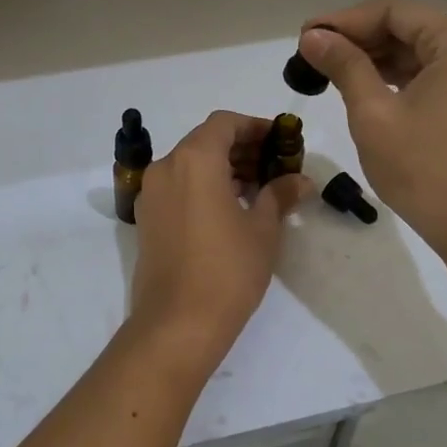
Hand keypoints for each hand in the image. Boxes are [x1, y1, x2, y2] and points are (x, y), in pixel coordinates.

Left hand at [127, 111, 308, 368]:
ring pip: (188, 164)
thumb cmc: (228, 270)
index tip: (280, 141)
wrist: (177, 323)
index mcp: (194, 159)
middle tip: (273, 165)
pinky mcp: (146, 219)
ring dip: (221, 167)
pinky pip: (176, 186)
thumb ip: (279, 195)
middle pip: (204, 141)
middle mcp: (166, 167)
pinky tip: (228, 208)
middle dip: (240, 147)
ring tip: (256, 189)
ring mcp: (151, 193)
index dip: (254, 126)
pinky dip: (201, 186)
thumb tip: (300, 180)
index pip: (224, 123)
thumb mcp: (263, 230)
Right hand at [298, 0, 446, 263]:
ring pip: (416, 50)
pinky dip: (394, 76)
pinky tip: (361, 85)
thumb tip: (312, 37)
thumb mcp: (373, 114)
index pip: (395, 10)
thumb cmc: (423, 169)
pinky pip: (429, 74)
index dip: (345, 19)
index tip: (306, 36)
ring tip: (328, 69)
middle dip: (358, 37)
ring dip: (373, 57)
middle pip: (408, 26)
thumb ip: (344, 66)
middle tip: (311, 53)